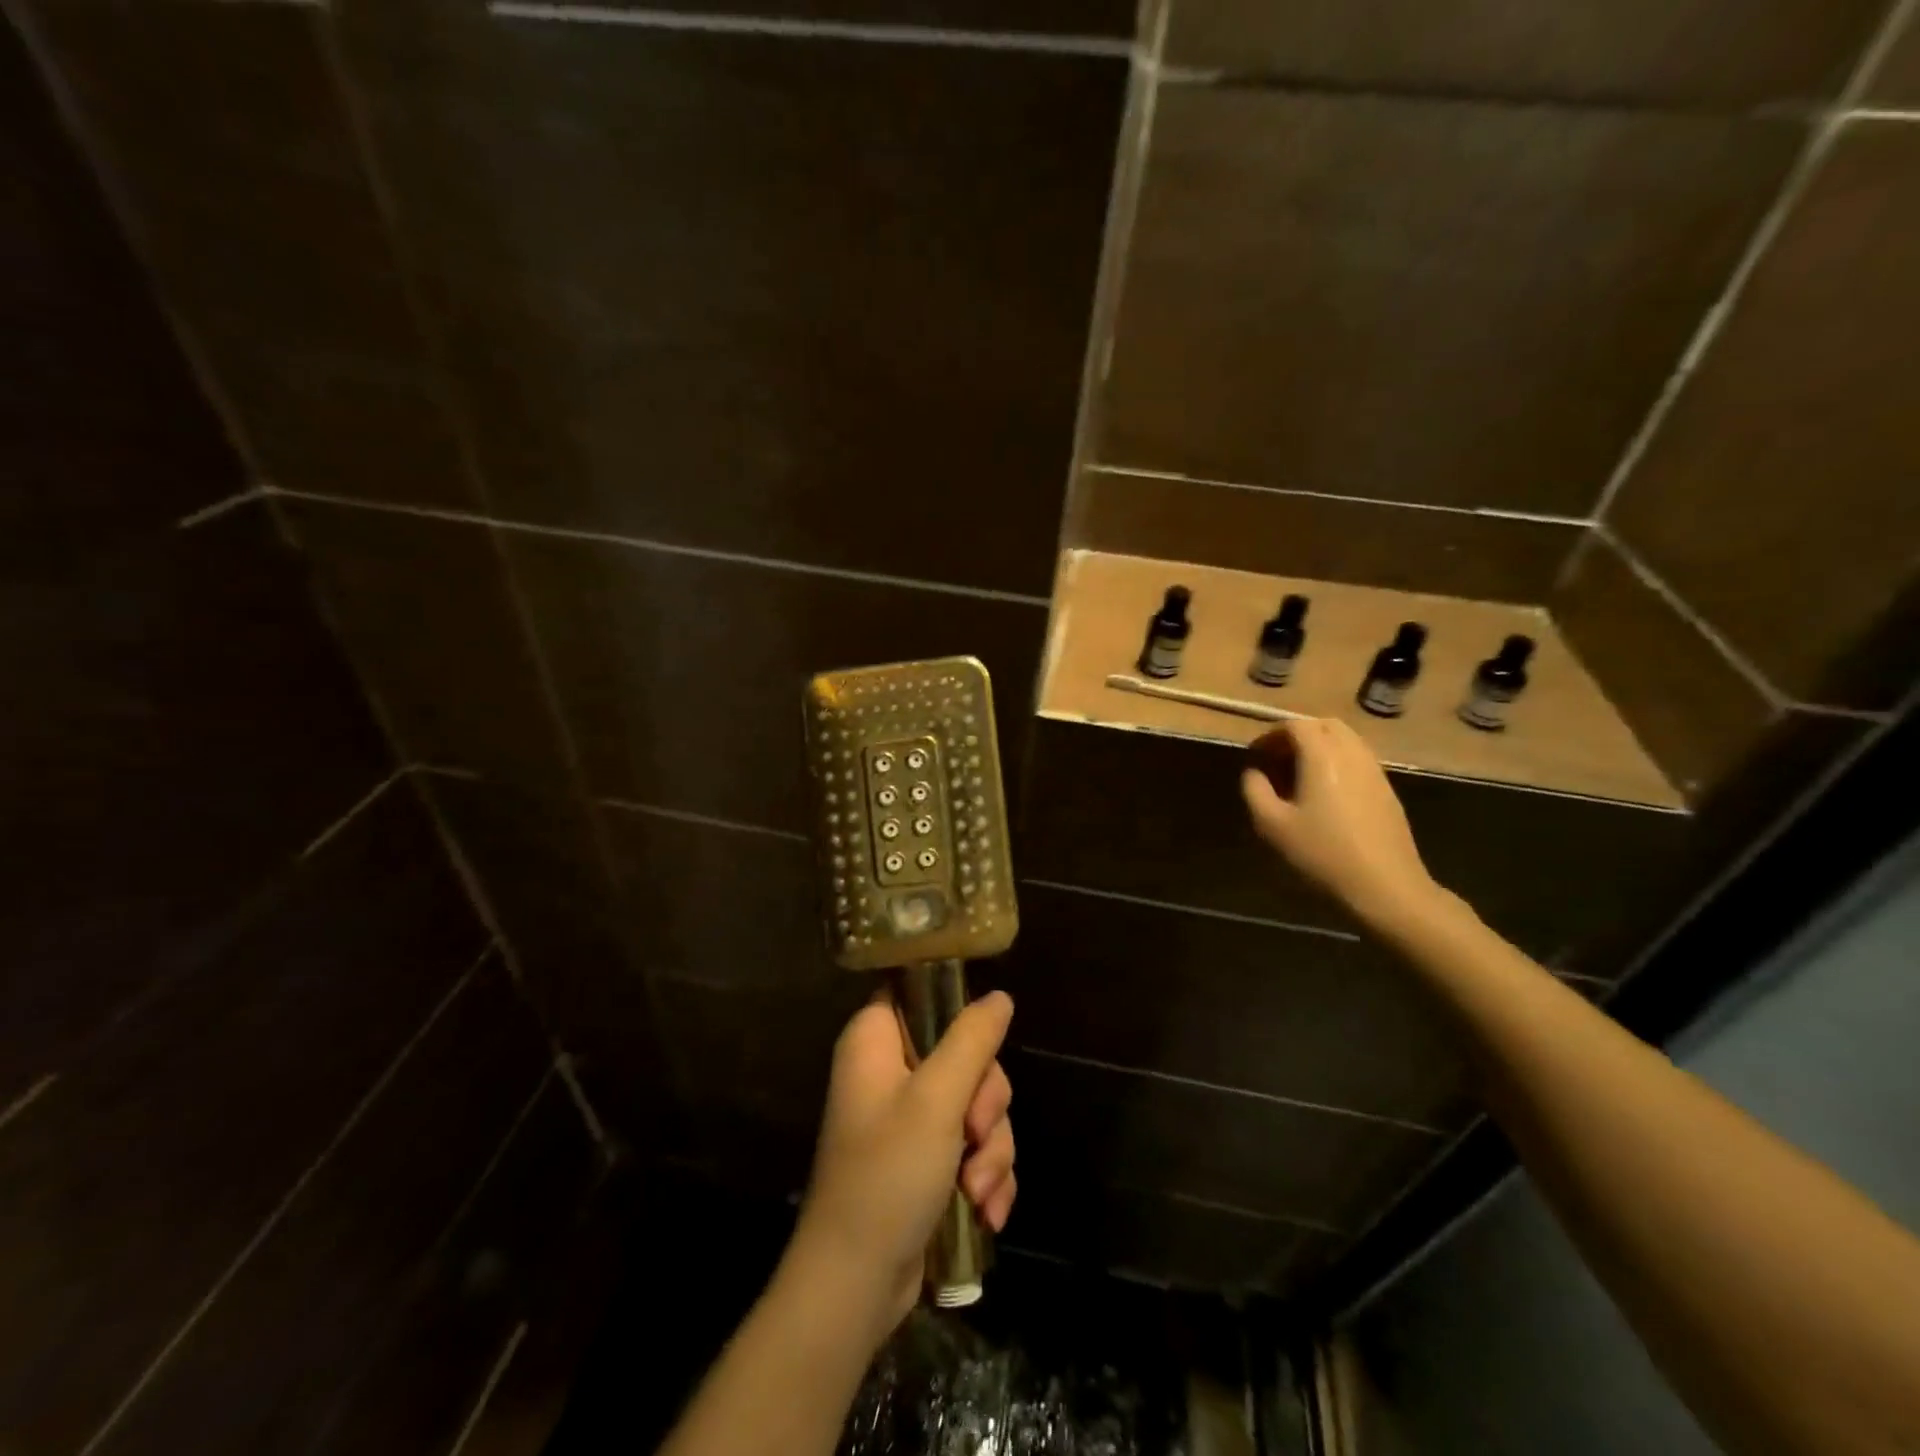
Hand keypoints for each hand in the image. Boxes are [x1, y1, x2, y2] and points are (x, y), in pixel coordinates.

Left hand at [788, 990, 1016, 1340]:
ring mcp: (911, 1117)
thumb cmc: (888, 1175)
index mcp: (877, 1041)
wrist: (856, 1283)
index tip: (981, 1044)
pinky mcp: (929, 1159)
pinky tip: (986, 1210)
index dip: (956, 1007)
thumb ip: (972, 1040)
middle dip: (986, 1101)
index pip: (920, 991)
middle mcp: (892, 1070)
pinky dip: (986, 1175)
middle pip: (965, 1053)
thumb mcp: (937, 1099)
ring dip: (991, 1148)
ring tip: (977, 1189)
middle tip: (975, 1133)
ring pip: (978, 1104)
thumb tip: (1000, 996)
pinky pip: (974, 1145)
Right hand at [1242, 718, 1441, 929]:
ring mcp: (1375, 770)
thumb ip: (1255, 791)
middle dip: (1298, 734)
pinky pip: (1359, 759)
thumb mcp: (1273, 825)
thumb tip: (1253, 773)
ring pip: (1346, 740)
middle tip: (1278, 758)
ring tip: (1300, 774)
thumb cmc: (1322, 852)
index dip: (1271, 734)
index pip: (1296, 725)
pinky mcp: (1387, 789)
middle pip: (1325, 725)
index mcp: (1322, 756)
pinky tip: (1326, 792)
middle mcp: (1352, 753)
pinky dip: (1338, 761)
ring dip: (1321, 746)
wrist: (1385, 884)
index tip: (1256, 753)